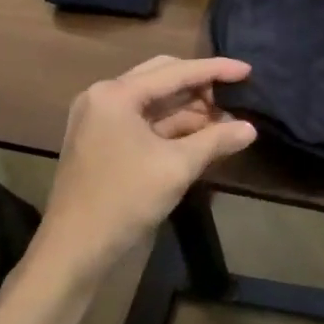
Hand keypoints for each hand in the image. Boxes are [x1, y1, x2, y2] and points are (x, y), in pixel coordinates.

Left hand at [32, 55, 256, 285]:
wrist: (73, 253)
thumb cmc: (124, 201)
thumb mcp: (178, 167)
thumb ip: (216, 140)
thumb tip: (251, 128)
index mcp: (116, 94)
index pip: (176, 72)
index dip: (216, 70)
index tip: (248, 71)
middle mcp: (104, 96)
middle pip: (163, 77)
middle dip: (201, 86)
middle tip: (234, 94)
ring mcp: (99, 118)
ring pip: (155, 99)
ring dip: (189, 107)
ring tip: (225, 118)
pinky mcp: (101, 139)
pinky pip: (144, 118)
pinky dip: (172, 124)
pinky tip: (201, 134)